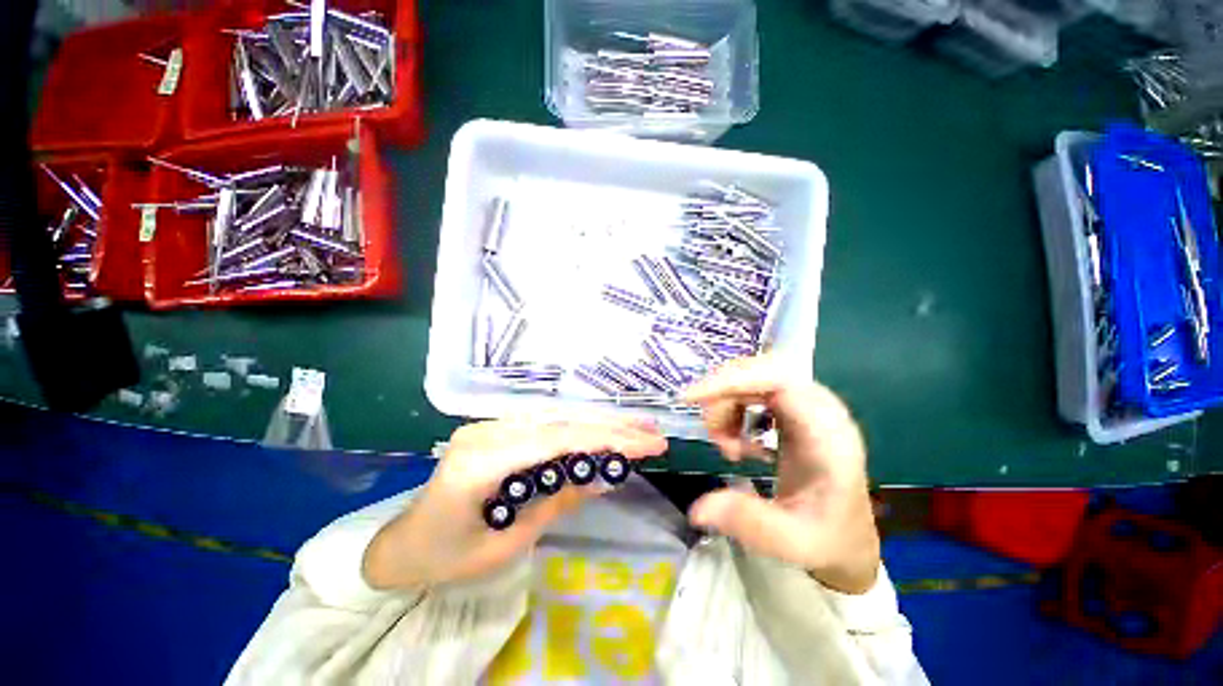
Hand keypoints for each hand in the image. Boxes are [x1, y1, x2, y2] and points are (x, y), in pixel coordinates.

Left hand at [363, 417, 667, 588]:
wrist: (405, 543)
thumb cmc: (450, 556)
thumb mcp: (509, 543)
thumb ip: (559, 502)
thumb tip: (606, 475)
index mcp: (481, 463)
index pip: (558, 442)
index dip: (607, 440)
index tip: (648, 445)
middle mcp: (488, 431)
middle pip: (562, 424)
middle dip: (613, 427)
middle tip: (653, 433)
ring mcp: (491, 424)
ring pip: (558, 419)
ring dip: (602, 423)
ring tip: (640, 427)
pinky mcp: (498, 427)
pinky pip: (547, 425)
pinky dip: (581, 429)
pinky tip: (604, 430)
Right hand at [682, 355, 880, 593]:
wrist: (846, 537)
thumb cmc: (827, 540)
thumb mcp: (793, 542)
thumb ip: (748, 521)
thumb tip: (696, 509)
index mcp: (828, 433)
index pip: (780, 380)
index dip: (733, 379)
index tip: (692, 398)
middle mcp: (819, 408)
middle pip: (761, 370)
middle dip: (723, 393)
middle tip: (709, 431)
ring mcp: (805, 405)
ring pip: (751, 378)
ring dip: (725, 406)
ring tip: (725, 447)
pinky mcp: (792, 410)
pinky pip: (751, 391)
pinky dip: (732, 410)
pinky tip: (738, 444)